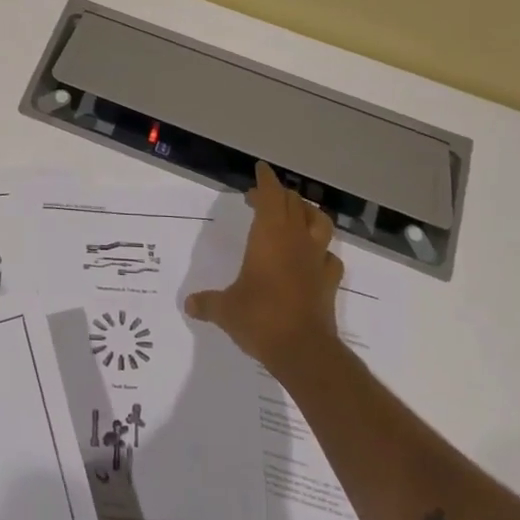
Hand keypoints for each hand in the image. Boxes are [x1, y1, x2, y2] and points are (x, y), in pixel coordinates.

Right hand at [185, 162, 342, 372]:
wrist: (302, 350)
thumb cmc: (259, 318)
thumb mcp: (225, 310)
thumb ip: (208, 303)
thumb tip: (188, 305)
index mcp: (269, 236)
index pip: (271, 196)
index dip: (265, 180)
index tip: (260, 169)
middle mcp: (295, 240)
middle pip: (294, 203)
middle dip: (279, 195)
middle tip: (261, 200)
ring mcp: (316, 260)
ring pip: (320, 222)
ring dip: (307, 213)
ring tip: (296, 216)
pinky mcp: (329, 281)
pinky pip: (330, 257)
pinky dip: (321, 252)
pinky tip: (313, 258)